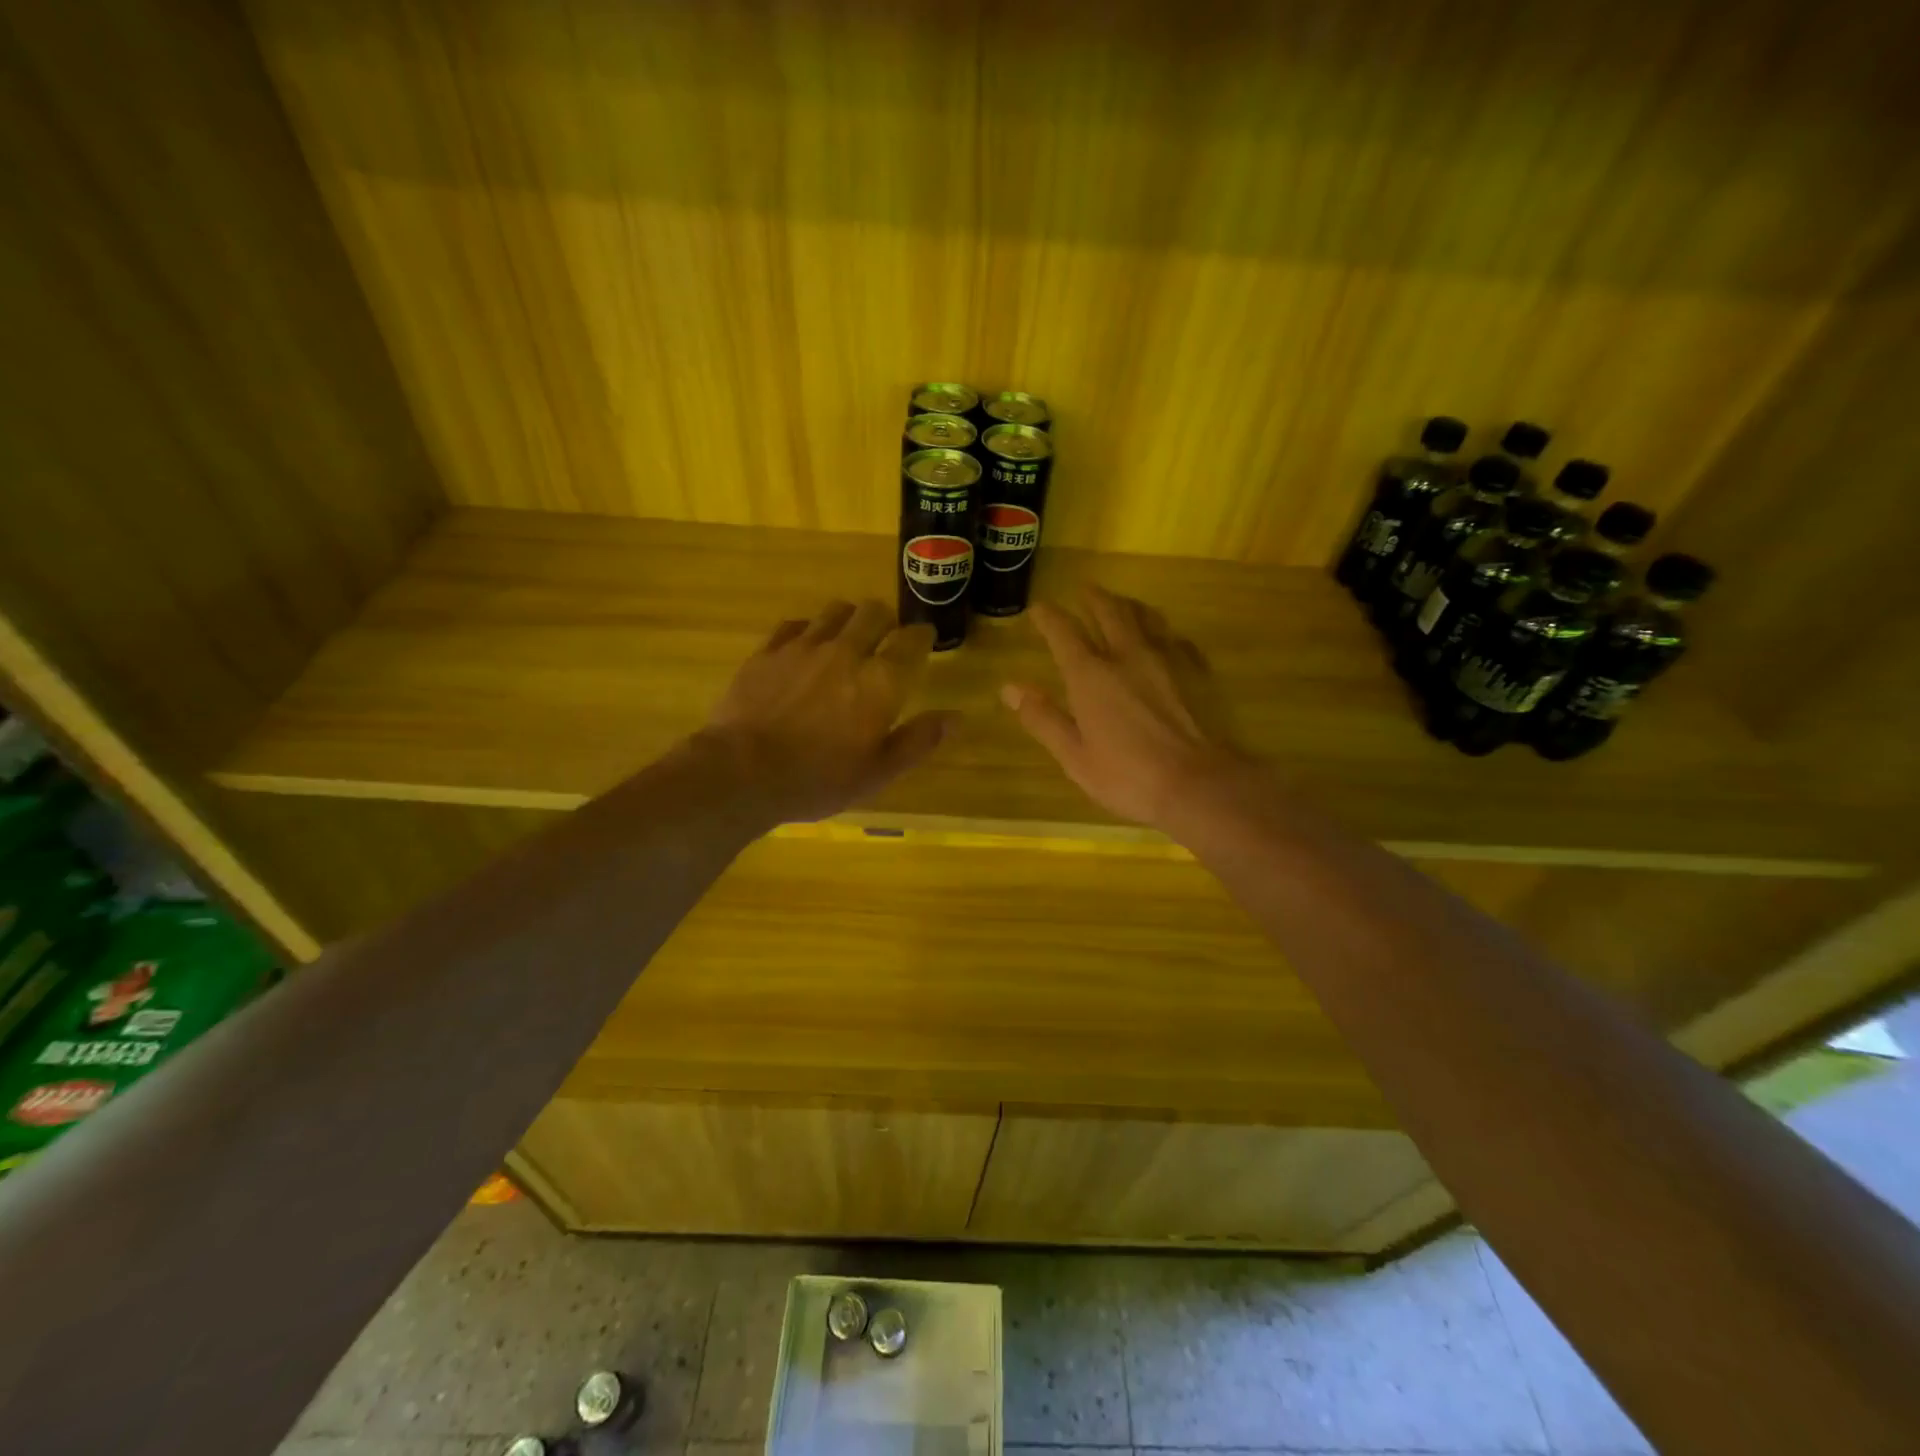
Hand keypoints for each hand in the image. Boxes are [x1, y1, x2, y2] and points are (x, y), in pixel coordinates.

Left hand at [702, 600, 952, 824]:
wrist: (741, 772)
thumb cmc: (818, 779)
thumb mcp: (878, 773)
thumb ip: (918, 741)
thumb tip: (956, 717)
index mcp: (880, 681)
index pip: (912, 640)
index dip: (922, 635)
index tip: (924, 639)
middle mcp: (846, 652)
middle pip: (874, 612)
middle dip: (886, 620)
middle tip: (885, 638)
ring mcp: (803, 647)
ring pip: (835, 611)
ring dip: (849, 619)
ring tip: (847, 638)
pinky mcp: (767, 652)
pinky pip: (794, 625)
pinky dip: (808, 631)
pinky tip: (805, 648)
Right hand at [1001, 586, 1246, 831]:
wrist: (1195, 782)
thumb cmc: (1126, 775)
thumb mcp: (1073, 755)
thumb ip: (1043, 718)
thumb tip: (1010, 688)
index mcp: (1090, 675)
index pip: (1064, 633)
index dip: (1049, 617)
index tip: (1039, 608)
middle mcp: (1125, 656)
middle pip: (1109, 612)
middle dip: (1093, 598)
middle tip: (1084, 589)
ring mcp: (1164, 661)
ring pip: (1144, 617)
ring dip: (1127, 606)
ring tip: (1119, 603)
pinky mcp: (1192, 673)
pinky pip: (1173, 638)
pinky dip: (1160, 631)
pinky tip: (1163, 638)